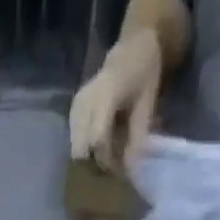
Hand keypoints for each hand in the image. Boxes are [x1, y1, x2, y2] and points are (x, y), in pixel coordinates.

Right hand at [69, 29, 164, 175]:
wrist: (131, 49)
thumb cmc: (143, 74)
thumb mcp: (147, 103)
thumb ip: (137, 136)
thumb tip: (130, 168)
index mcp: (105, 95)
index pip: (97, 140)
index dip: (106, 160)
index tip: (119, 170)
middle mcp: (85, 100)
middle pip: (81, 149)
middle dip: (95, 163)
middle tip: (112, 166)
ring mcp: (76, 106)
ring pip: (76, 148)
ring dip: (90, 158)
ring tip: (108, 155)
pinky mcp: (73, 111)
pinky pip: (75, 141)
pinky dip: (87, 149)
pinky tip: (101, 145)